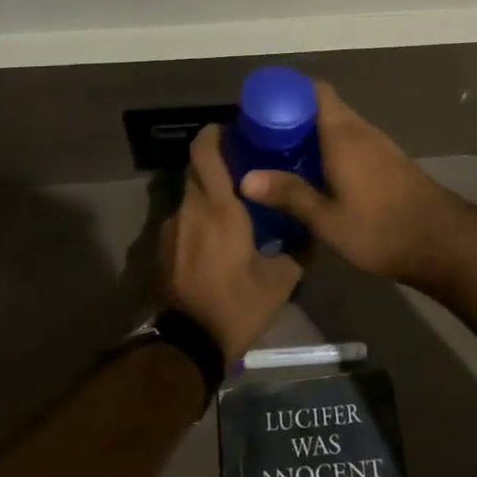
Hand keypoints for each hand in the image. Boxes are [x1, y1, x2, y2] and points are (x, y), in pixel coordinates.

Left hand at [159, 125, 301, 361]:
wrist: (185, 345)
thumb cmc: (236, 305)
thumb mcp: (279, 281)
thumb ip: (298, 251)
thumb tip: (313, 234)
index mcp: (218, 206)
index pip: (204, 151)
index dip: (214, 133)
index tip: (234, 131)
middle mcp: (190, 209)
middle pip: (197, 169)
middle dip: (217, 162)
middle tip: (245, 167)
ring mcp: (171, 229)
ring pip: (190, 196)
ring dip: (209, 194)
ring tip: (235, 207)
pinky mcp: (163, 249)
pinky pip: (184, 220)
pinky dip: (199, 219)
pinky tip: (217, 238)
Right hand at [240, 81, 476, 289]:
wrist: (444, 242)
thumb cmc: (380, 229)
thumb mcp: (327, 219)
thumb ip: (289, 195)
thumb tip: (245, 178)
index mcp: (343, 135)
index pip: (315, 91)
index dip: (289, 91)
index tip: (263, 106)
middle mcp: (362, 131)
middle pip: (324, 107)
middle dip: (295, 116)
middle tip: (265, 136)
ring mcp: (380, 146)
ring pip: (340, 125)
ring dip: (314, 133)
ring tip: (285, 154)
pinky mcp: (390, 162)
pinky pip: (354, 142)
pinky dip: (332, 147)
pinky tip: (319, 173)